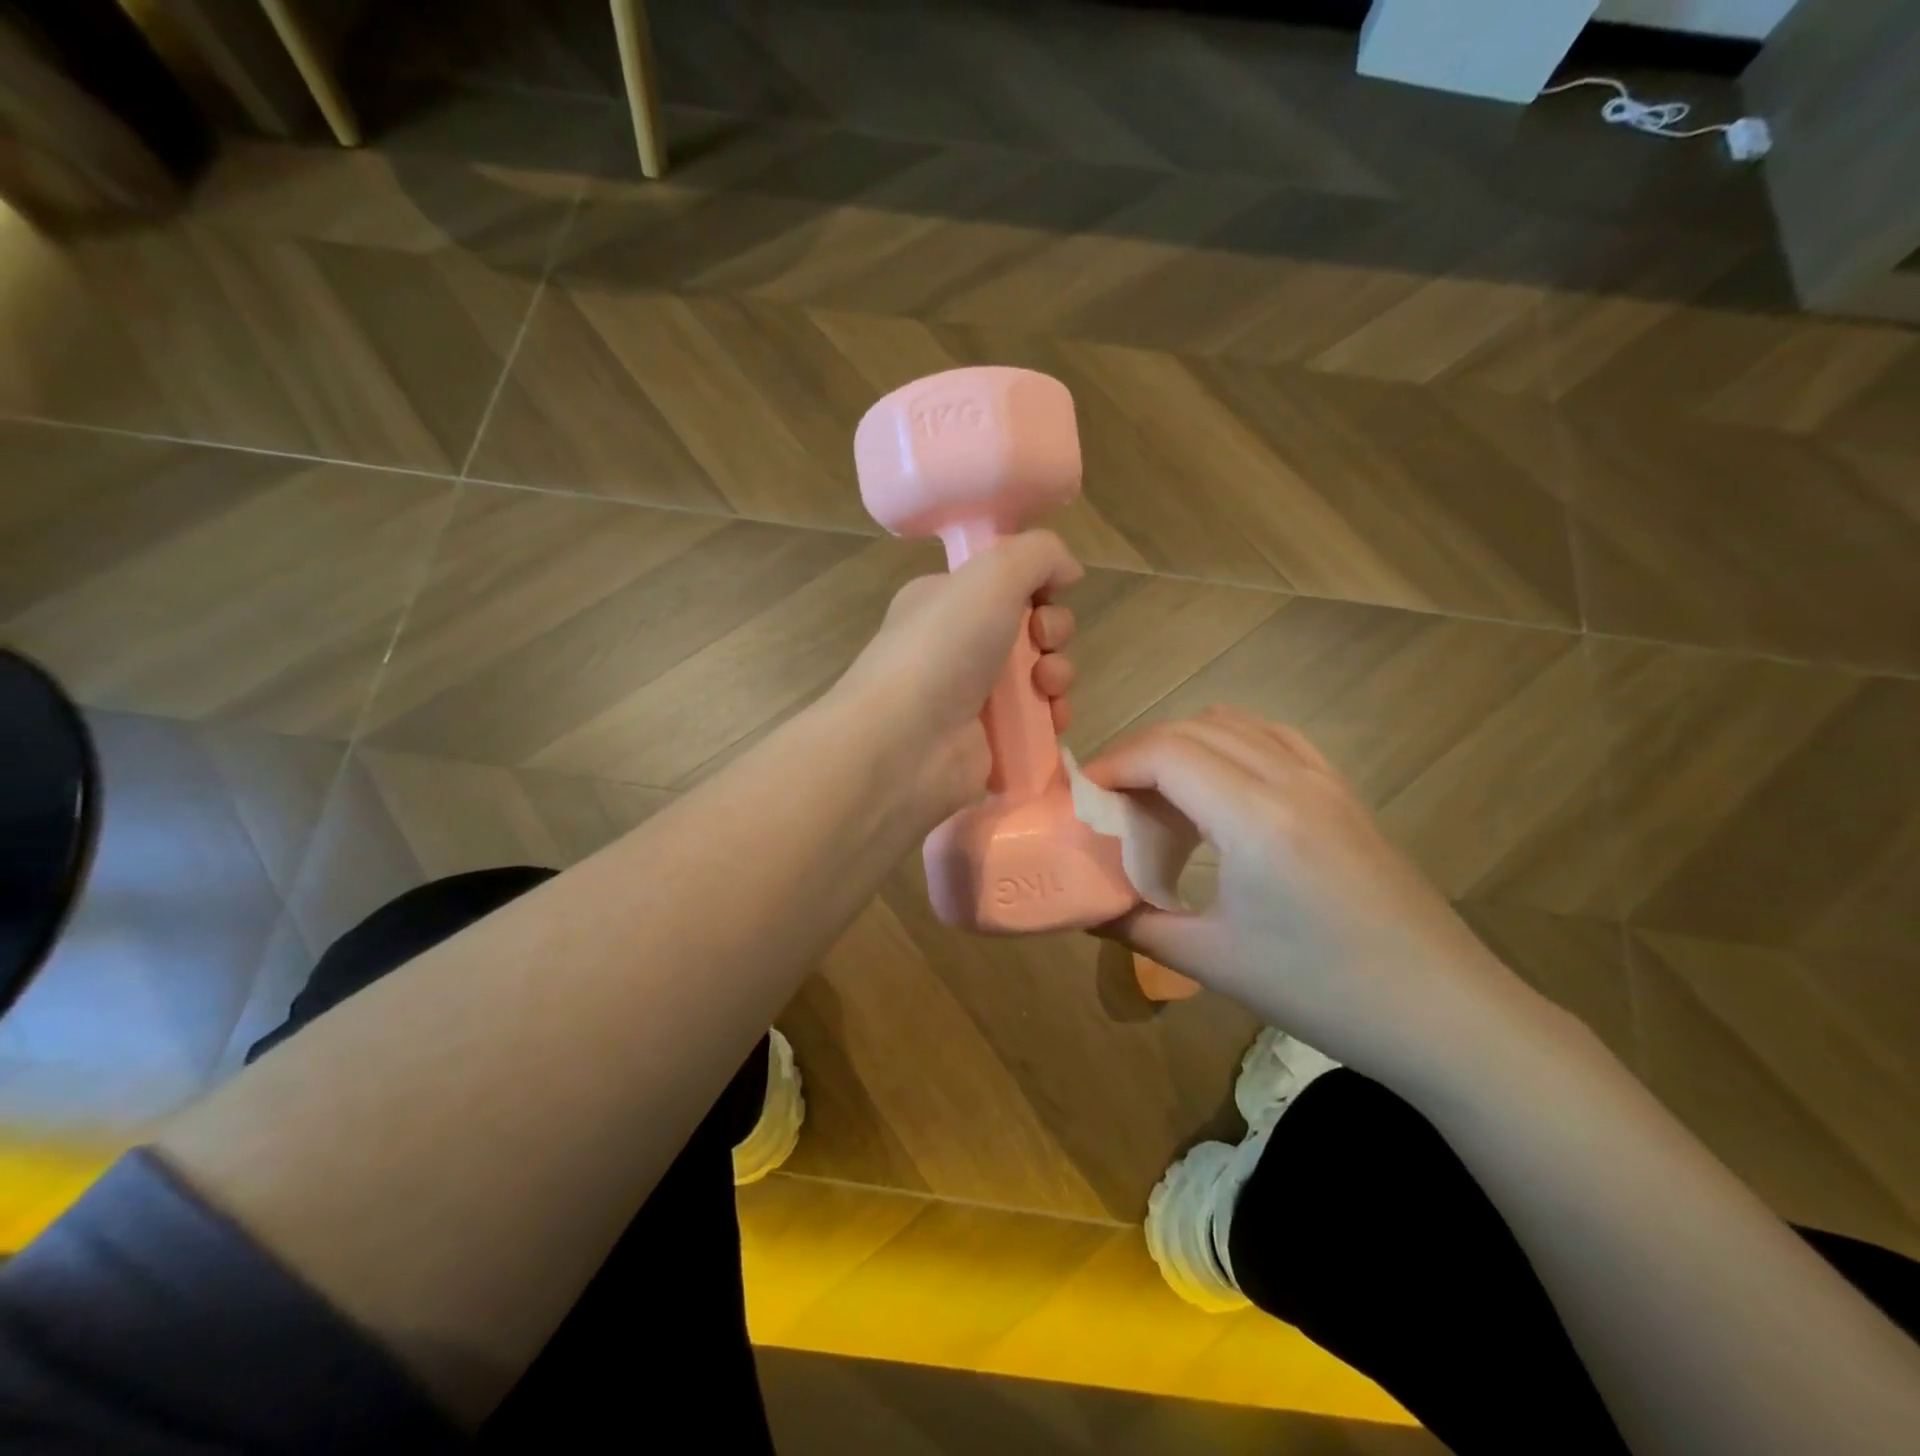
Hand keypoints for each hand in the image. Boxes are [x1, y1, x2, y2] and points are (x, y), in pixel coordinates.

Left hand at [832, 531, 1082, 827]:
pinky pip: (1037, 722)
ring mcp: (973, 697)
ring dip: (1058, 674)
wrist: (906, 743)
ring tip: (1045, 685)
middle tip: (1042, 642)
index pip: (1005, 584)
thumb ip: (1039, 554)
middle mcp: (957, 646)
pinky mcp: (990, 741)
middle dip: (1053, 631)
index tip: (1044, 596)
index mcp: (946, 601)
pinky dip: (1053, 717)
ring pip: (1039, 676)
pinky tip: (1051, 718)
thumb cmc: (943, 649)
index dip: (1036, 586)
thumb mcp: (991, 575)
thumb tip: (1070, 571)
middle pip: (1030, 629)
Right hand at [1087, 707, 1551, 1090]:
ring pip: (1233, 723)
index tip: (1081, 798)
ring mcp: (1323, 779)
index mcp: (1255, 817)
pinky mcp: (1342, 792)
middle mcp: (1290, 779)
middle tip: (1109, 802)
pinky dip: (1227, 744)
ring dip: (1182, 745)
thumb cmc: (1322, 992)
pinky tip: (1217, 789)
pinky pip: (1272, 738)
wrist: (1444, 1015)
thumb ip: (1134, 924)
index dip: (1113, 764)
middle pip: (1192, 729)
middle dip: (1138, 754)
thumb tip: (1084, 906)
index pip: (1165, 752)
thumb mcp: (1212, 962)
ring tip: (1157, 795)